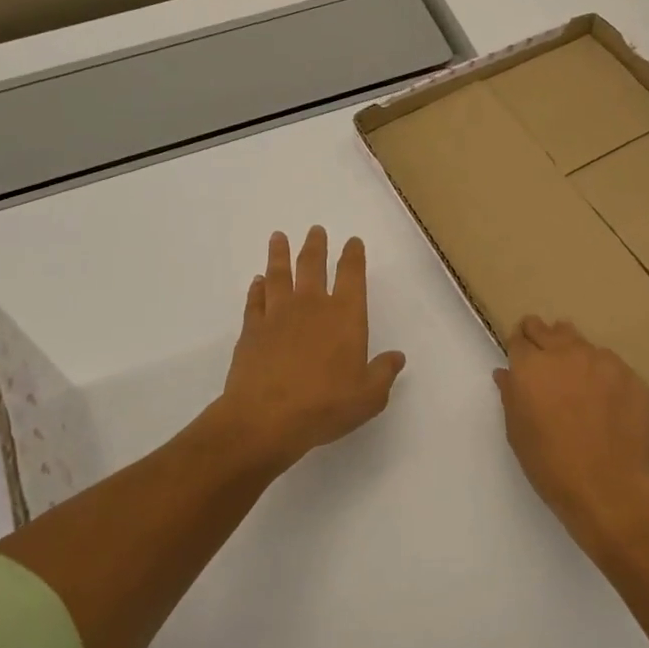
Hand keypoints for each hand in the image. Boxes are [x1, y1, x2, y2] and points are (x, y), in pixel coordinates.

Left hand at [213, 227, 406, 472]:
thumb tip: (396, 357)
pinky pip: (255, 300)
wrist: (266, 417)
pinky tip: (257, 281)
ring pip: (279, 275)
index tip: (353, 242)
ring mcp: (278, 315)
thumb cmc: (326, 405)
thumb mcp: (369, 396)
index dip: (354, 256)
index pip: (352, 276)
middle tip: (315, 230)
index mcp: (345, 316)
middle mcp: (312, 306)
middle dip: (316, 245)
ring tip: (279, 237)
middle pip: (313, 265)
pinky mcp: (252, 330)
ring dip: (280, 254)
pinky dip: (257, 288)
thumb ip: (383, 373)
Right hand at [494, 317, 648, 546]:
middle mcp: (565, 353)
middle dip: (542, 337)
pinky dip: (602, 374)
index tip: (522, 357)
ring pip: (581, 342)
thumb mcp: (517, 432)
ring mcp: (602, 361)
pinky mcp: (630, 375)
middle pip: (548, 329)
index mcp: (531, 366)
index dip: (519, 346)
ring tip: (576, 379)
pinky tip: (605, 401)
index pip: (520, 338)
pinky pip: (610, 365)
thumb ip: (511, 395)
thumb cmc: (550, 464)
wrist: (608, 488)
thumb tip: (506, 373)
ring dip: (573, 353)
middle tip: (544, 360)